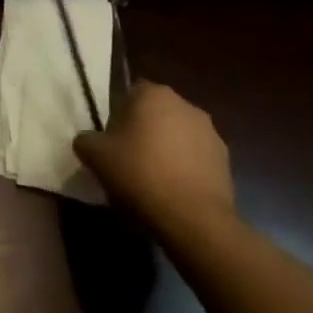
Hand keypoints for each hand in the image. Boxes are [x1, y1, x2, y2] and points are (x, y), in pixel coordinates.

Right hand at [73, 82, 235, 234]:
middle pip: (156, 112)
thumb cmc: (140, 175)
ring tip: (154, 180)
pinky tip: (175, 192)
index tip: (113, 140)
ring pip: (178, 134)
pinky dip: (187, 168)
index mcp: (152, 93)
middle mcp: (184, 103)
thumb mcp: (96, 156)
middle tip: (129, 159)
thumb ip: (86, 140)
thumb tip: (87, 141)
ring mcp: (209, 131)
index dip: (119, 115)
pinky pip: (197, 157)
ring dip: (168, 149)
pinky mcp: (225, 160)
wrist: (193, 220)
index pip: (130, 93)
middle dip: (145, 130)